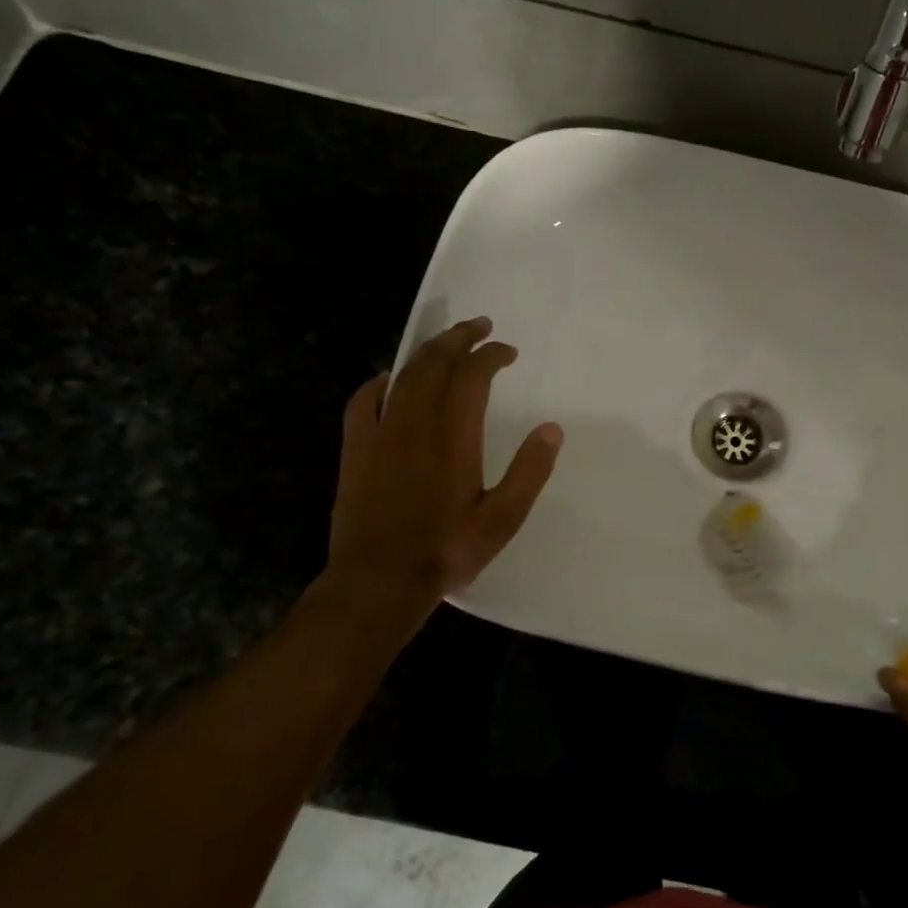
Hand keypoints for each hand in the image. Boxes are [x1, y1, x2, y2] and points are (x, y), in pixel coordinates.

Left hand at [326, 316, 562, 606]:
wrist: (377, 581)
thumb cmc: (445, 551)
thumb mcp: (502, 519)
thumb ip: (529, 472)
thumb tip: (552, 429)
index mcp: (453, 437)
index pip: (472, 376)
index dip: (491, 355)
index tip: (508, 352)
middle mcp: (415, 424)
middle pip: (435, 363)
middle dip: (459, 338)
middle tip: (480, 325)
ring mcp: (380, 434)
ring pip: (403, 375)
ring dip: (427, 352)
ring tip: (446, 342)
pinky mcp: (356, 449)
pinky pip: (365, 400)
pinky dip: (382, 381)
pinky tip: (391, 381)